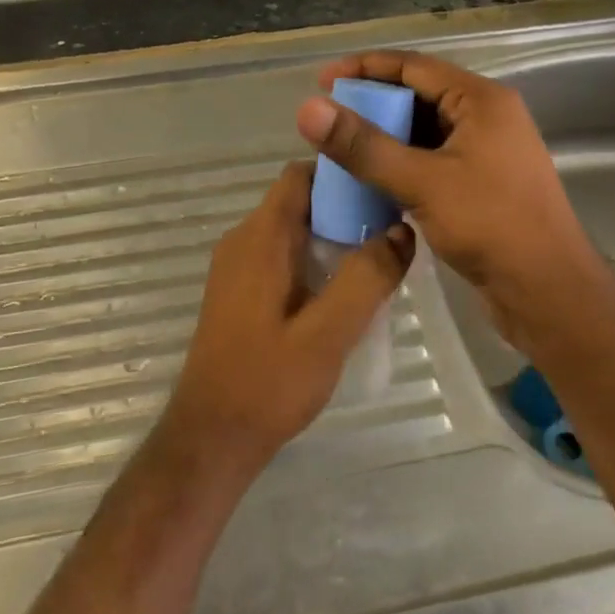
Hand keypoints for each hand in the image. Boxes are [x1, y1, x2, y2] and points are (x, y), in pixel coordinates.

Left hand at [163, 161, 414, 474]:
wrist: (211, 438)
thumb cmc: (268, 382)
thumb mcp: (328, 333)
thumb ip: (366, 278)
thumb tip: (402, 231)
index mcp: (261, 237)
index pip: (301, 175)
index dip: (342, 175)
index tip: (384, 190)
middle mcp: (243, 240)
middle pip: (299, 202)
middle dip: (346, 210)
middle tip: (392, 234)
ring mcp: (237, 267)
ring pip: (292, 231)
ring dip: (332, 239)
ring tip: (377, 264)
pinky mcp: (239, 292)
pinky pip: (282, 257)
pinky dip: (314, 261)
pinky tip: (342, 295)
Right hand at [295, 51, 614, 353]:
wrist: (550, 293)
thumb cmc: (491, 226)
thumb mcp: (421, 182)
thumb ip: (363, 146)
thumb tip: (308, 109)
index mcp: (482, 101)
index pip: (414, 67)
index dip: (365, 68)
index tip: (323, 80)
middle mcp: (487, 118)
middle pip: (419, 96)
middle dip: (373, 105)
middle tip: (328, 119)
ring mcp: (487, 152)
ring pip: (424, 132)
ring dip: (385, 138)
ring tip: (342, 149)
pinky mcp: (482, 184)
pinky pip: (432, 160)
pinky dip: (402, 164)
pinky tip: (372, 181)